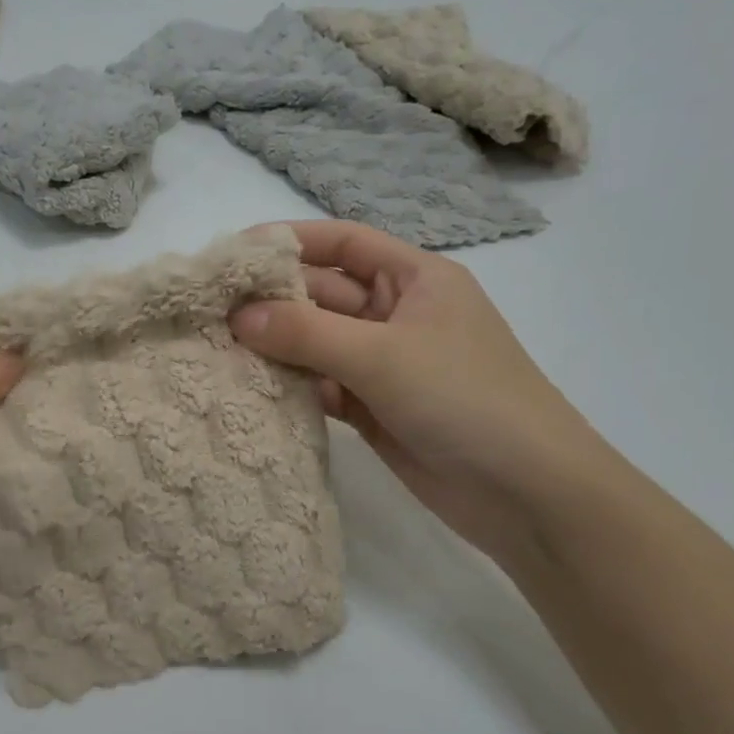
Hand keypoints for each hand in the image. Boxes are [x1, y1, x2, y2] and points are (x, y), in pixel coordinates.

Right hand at [230, 221, 614, 560]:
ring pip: (316, 343)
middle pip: (322, 294)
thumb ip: (306, 333)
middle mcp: (396, 314)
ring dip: (275, 346)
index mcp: (414, 279)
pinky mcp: (372, 408)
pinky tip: (248, 389)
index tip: (233, 253)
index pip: (343, 242)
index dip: (289, 241)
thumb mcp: (383, 355)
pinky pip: (321, 386)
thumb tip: (238, 316)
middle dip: (272, 300)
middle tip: (209, 312)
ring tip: (215, 348)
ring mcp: (383, 364)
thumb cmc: (464, 398)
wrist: (524, 493)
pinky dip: (290, 387)